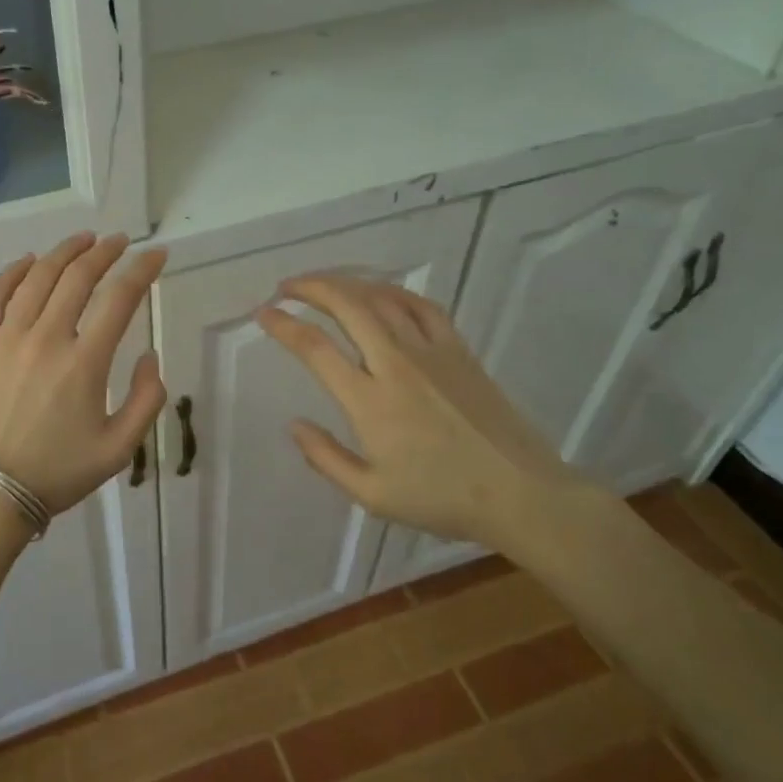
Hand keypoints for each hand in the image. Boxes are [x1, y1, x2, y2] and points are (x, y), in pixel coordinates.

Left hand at [0, 233, 167, 520]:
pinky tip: (29, 261)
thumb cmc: (59, 471)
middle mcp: (46, 339)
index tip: (156, 255)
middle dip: (105, 252)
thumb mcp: (119, 448)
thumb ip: (146, 400)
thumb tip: (149, 357)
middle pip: (78, 277)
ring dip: (64, 252)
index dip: (142, 270)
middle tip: (120, 241)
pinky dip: (14, 272)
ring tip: (83, 240)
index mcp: (84, 363)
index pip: (120, 299)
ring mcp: (6, 338)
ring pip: (38, 278)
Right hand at [256, 275, 585, 553]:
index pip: (315, 349)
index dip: (283, 325)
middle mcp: (396, 364)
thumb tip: (294, 425)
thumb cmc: (441, 498)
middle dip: (311, 287)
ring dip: (347, 283)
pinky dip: (393, 292)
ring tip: (324, 284)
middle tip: (287, 287)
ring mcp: (431, 351)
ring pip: (382, 297)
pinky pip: (421, 306)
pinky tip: (380, 294)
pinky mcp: (459, 349)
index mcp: (370, 401)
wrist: (519, 492)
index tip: (263, 314)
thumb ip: (325, 458)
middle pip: (347, 305)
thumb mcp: (371, 494)